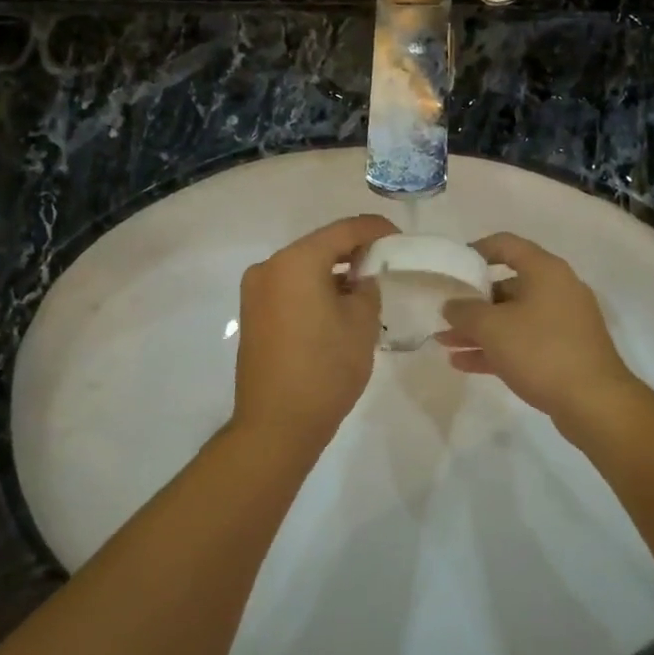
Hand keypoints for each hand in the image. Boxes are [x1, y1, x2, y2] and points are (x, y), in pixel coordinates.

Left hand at [234, 214, 396, 449]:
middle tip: (386, 261)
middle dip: (354, 250)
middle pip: (320, 245)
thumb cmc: (326, 369)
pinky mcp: (253, 313)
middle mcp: (270, 267)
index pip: (344, 230)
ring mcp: (256, 291)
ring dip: (333, 270)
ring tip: (365, 285)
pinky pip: (290, 286)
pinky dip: (315, 287)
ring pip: (304, 266)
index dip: (375, 229)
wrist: (276, 425)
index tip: (400, 238)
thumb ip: (368, 286)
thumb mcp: (362, 322)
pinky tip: (338, 304)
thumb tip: (362, 277)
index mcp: (296, 261)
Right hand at [437, 233, 640, 430]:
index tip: (453, 265)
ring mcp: (564, 322)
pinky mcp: (565, 351)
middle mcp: (558, 289)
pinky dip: (497, 348)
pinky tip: (464, 363)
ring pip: (513, 317)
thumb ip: (465, 311)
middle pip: (508, 285)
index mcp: (546, 271)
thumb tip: (452, 305)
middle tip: (445, 314)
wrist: (595, 403)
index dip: (476, 250)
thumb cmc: (542, 351)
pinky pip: (524, 341)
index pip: (506, 245)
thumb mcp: (493, 328)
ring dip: (480, 329)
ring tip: (444, 342)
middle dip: (473, 301)